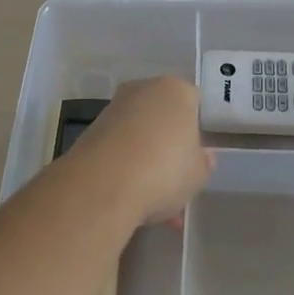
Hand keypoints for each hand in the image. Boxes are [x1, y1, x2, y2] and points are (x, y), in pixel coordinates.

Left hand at [69, 76, 213, 224]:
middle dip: (169, 145)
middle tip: (177, 178)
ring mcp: (113, 109)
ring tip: (156, 204)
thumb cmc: (165, 170)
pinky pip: (118, 150)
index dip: (197, 129)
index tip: (197, 154)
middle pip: (162, 116)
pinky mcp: (90, 132)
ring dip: (147, 162)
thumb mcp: (199, 174)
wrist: (103, 185)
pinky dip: (126, 169)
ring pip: (139, 135)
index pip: (193, 101)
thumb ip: (203, 162)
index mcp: (175, 90)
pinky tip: (134, 202)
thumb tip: (202, 156)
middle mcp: (142, 90)